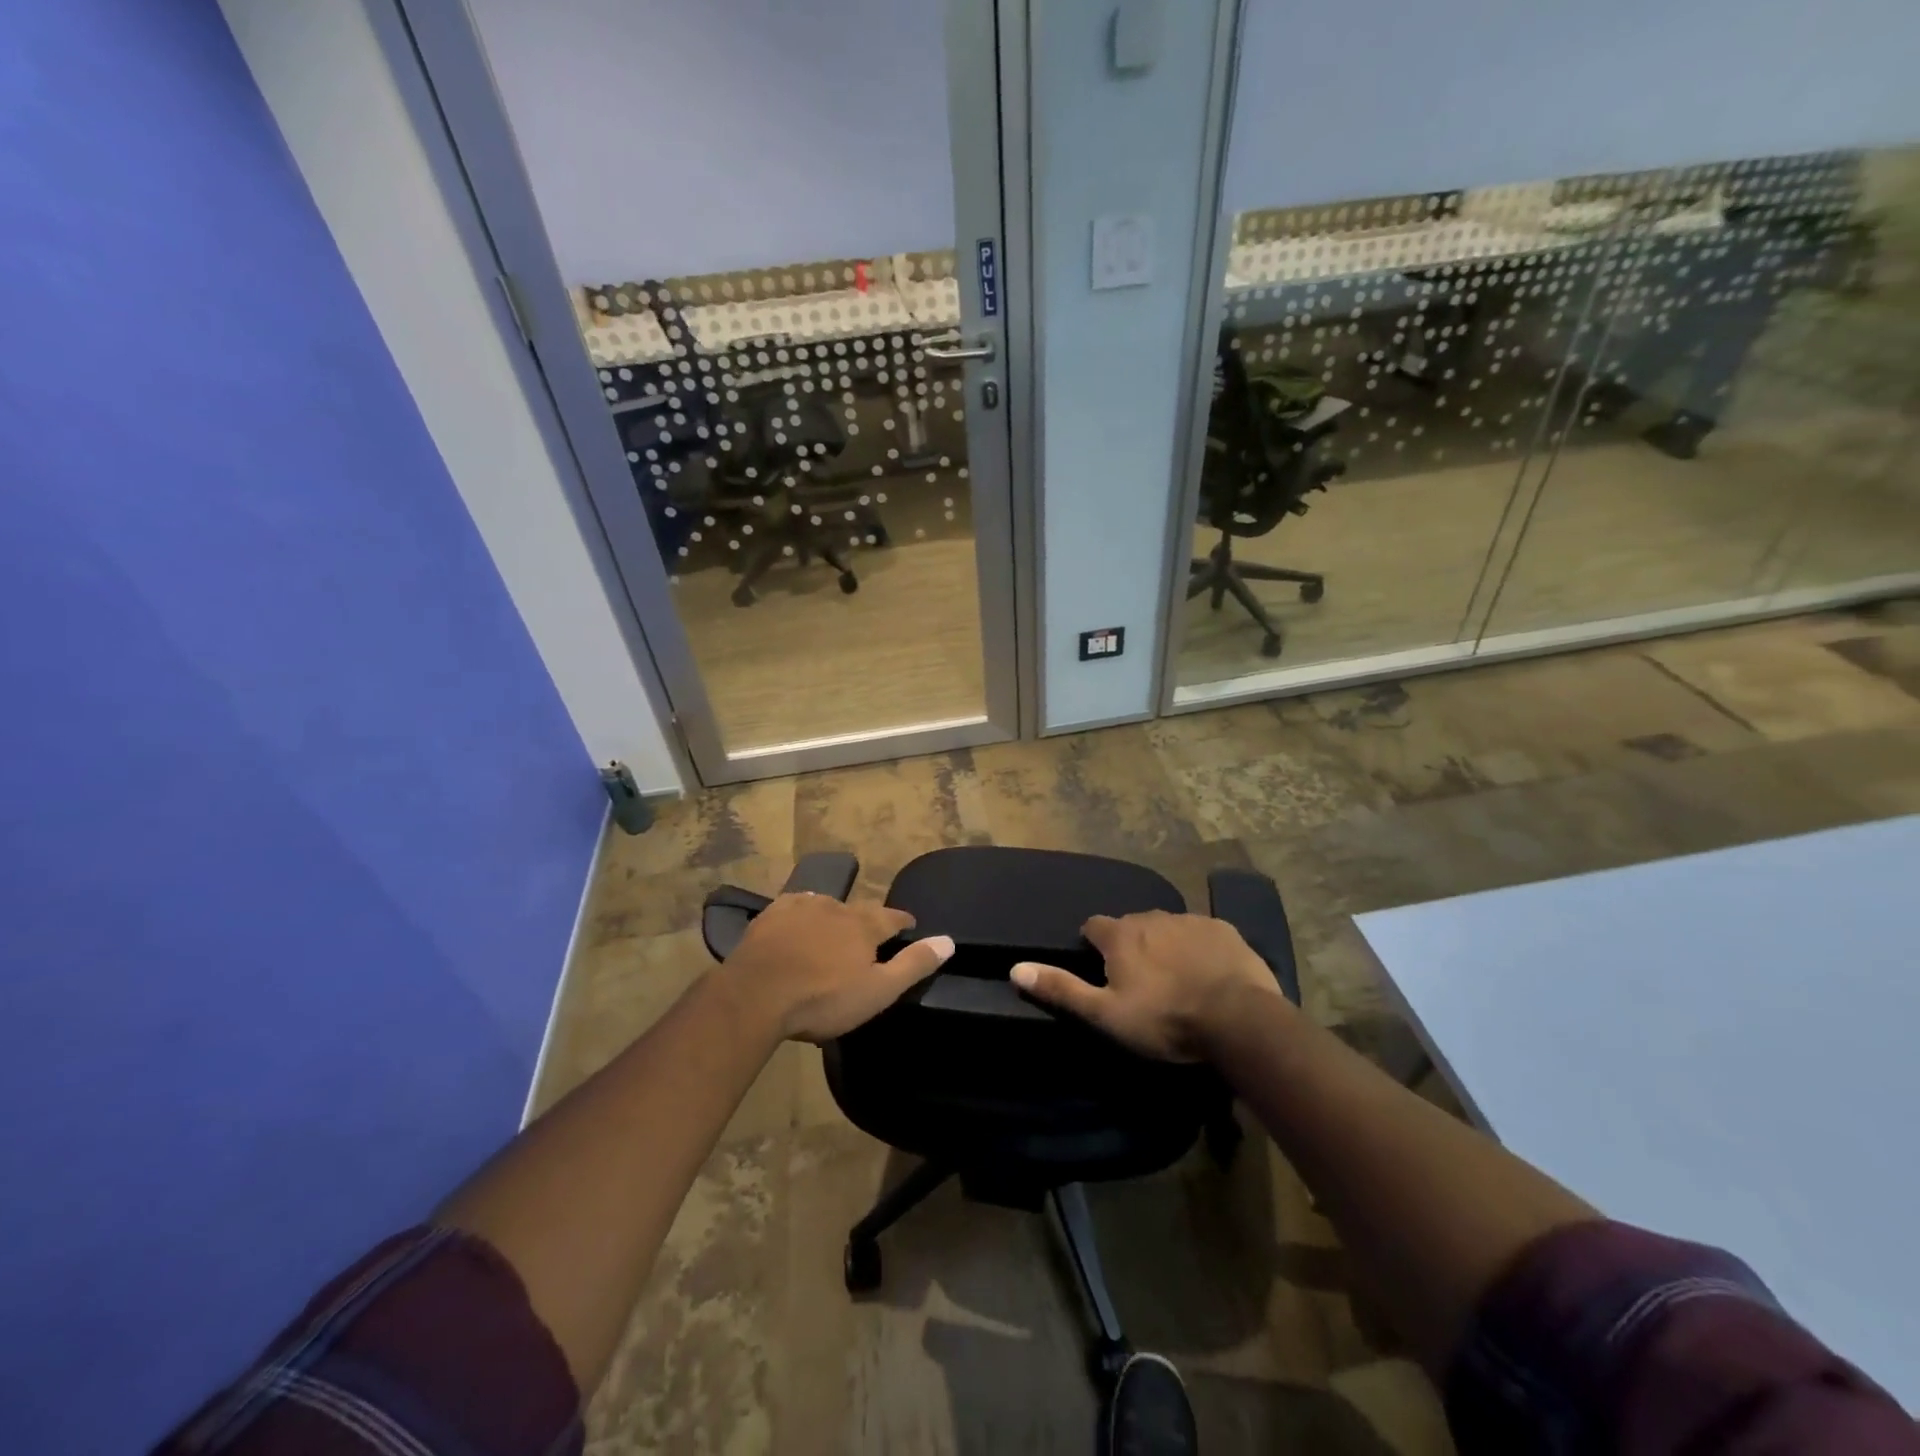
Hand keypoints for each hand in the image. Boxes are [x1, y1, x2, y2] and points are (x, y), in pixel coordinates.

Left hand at [720, 893, 953, 1043]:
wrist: (756, 995)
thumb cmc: (822, 999)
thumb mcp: (877, 991)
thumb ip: (913, 964)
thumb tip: (948, 940)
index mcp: (864, 925)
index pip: (892, 918)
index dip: (903, 922)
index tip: (909, 926)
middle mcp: (837, 907)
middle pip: (859, 910)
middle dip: (867, 921)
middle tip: (868, 935)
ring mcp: (801, 907)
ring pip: (827, 905)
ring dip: (834, 916)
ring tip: (833, 931)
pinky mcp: (772, 914)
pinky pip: (795, 906)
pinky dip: (802, 914)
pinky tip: (798, 923)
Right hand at [1011, 911, 1286, 1061]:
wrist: (1239, 1020)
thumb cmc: (1165, 1019)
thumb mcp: (1106, 1014)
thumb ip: (1062, 989)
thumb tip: (1016, 967)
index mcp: (1120, 935)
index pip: (1093, 926)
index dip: (1092, 945)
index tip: (1100, 968)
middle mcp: (1152, 917)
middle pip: (1131, 925)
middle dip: (1130, 945)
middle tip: (1140, 981)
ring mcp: (1191, 920)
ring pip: (1167, 928)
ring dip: (1165, 945)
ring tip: (1175, 979)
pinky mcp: (1224, 929)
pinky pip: (1202, 933)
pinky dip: (1199, 948)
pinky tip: (1208, 974)